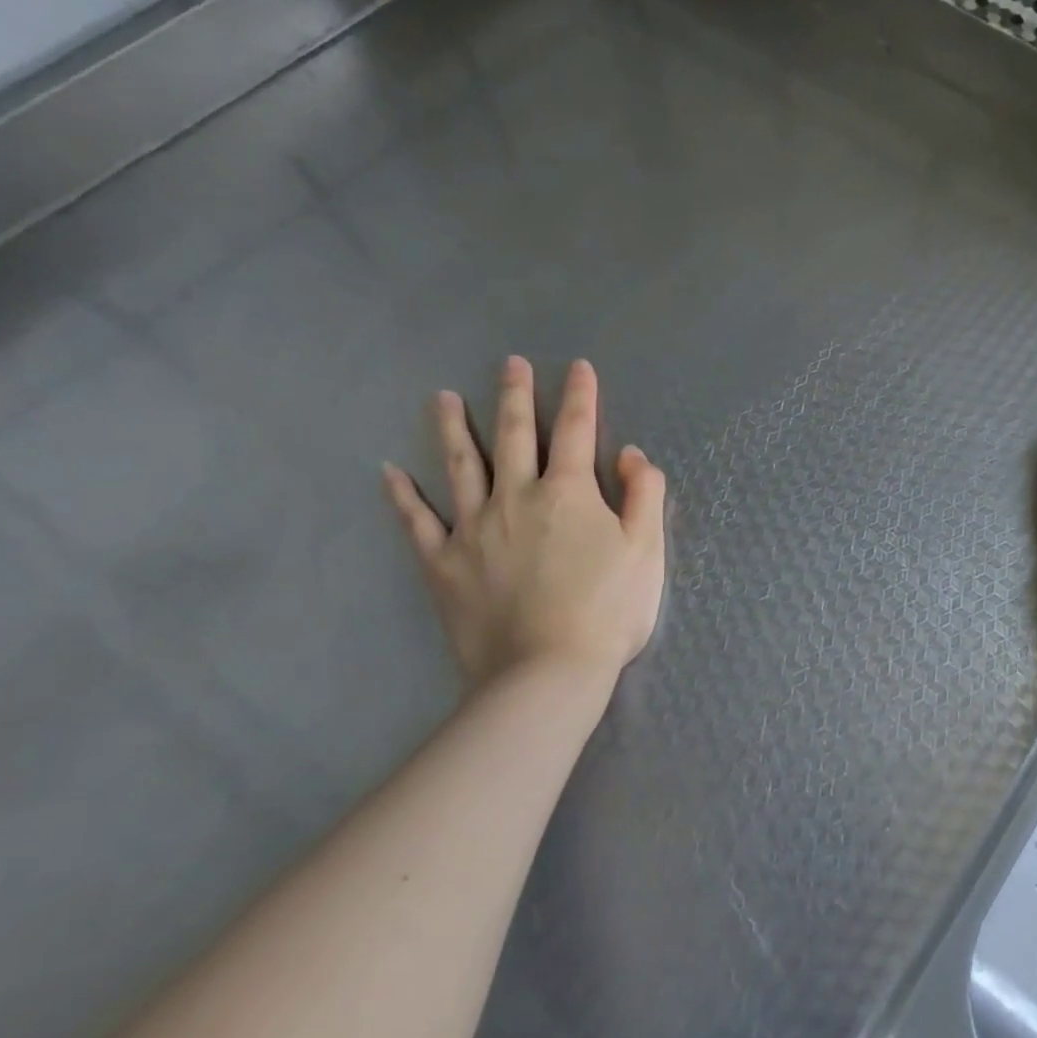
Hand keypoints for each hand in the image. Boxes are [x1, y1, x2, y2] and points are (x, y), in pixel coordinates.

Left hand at [383, 357, 666, 687]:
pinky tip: (389, 473)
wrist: (547, 674)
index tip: (578, 367)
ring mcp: (473, 529)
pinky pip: (417, 523)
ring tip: (441, 397)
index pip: (577, 430)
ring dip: (452, 428)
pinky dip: (402, 497)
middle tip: (509, 363)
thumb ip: (644, 496)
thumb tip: (632, 455)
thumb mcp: (646, 551)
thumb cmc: (607, 612)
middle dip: (515, 396)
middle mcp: (516, 497)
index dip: (581, 396)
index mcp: (569, 492)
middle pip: (513, 435)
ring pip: (460, 466)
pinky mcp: (443, 564)